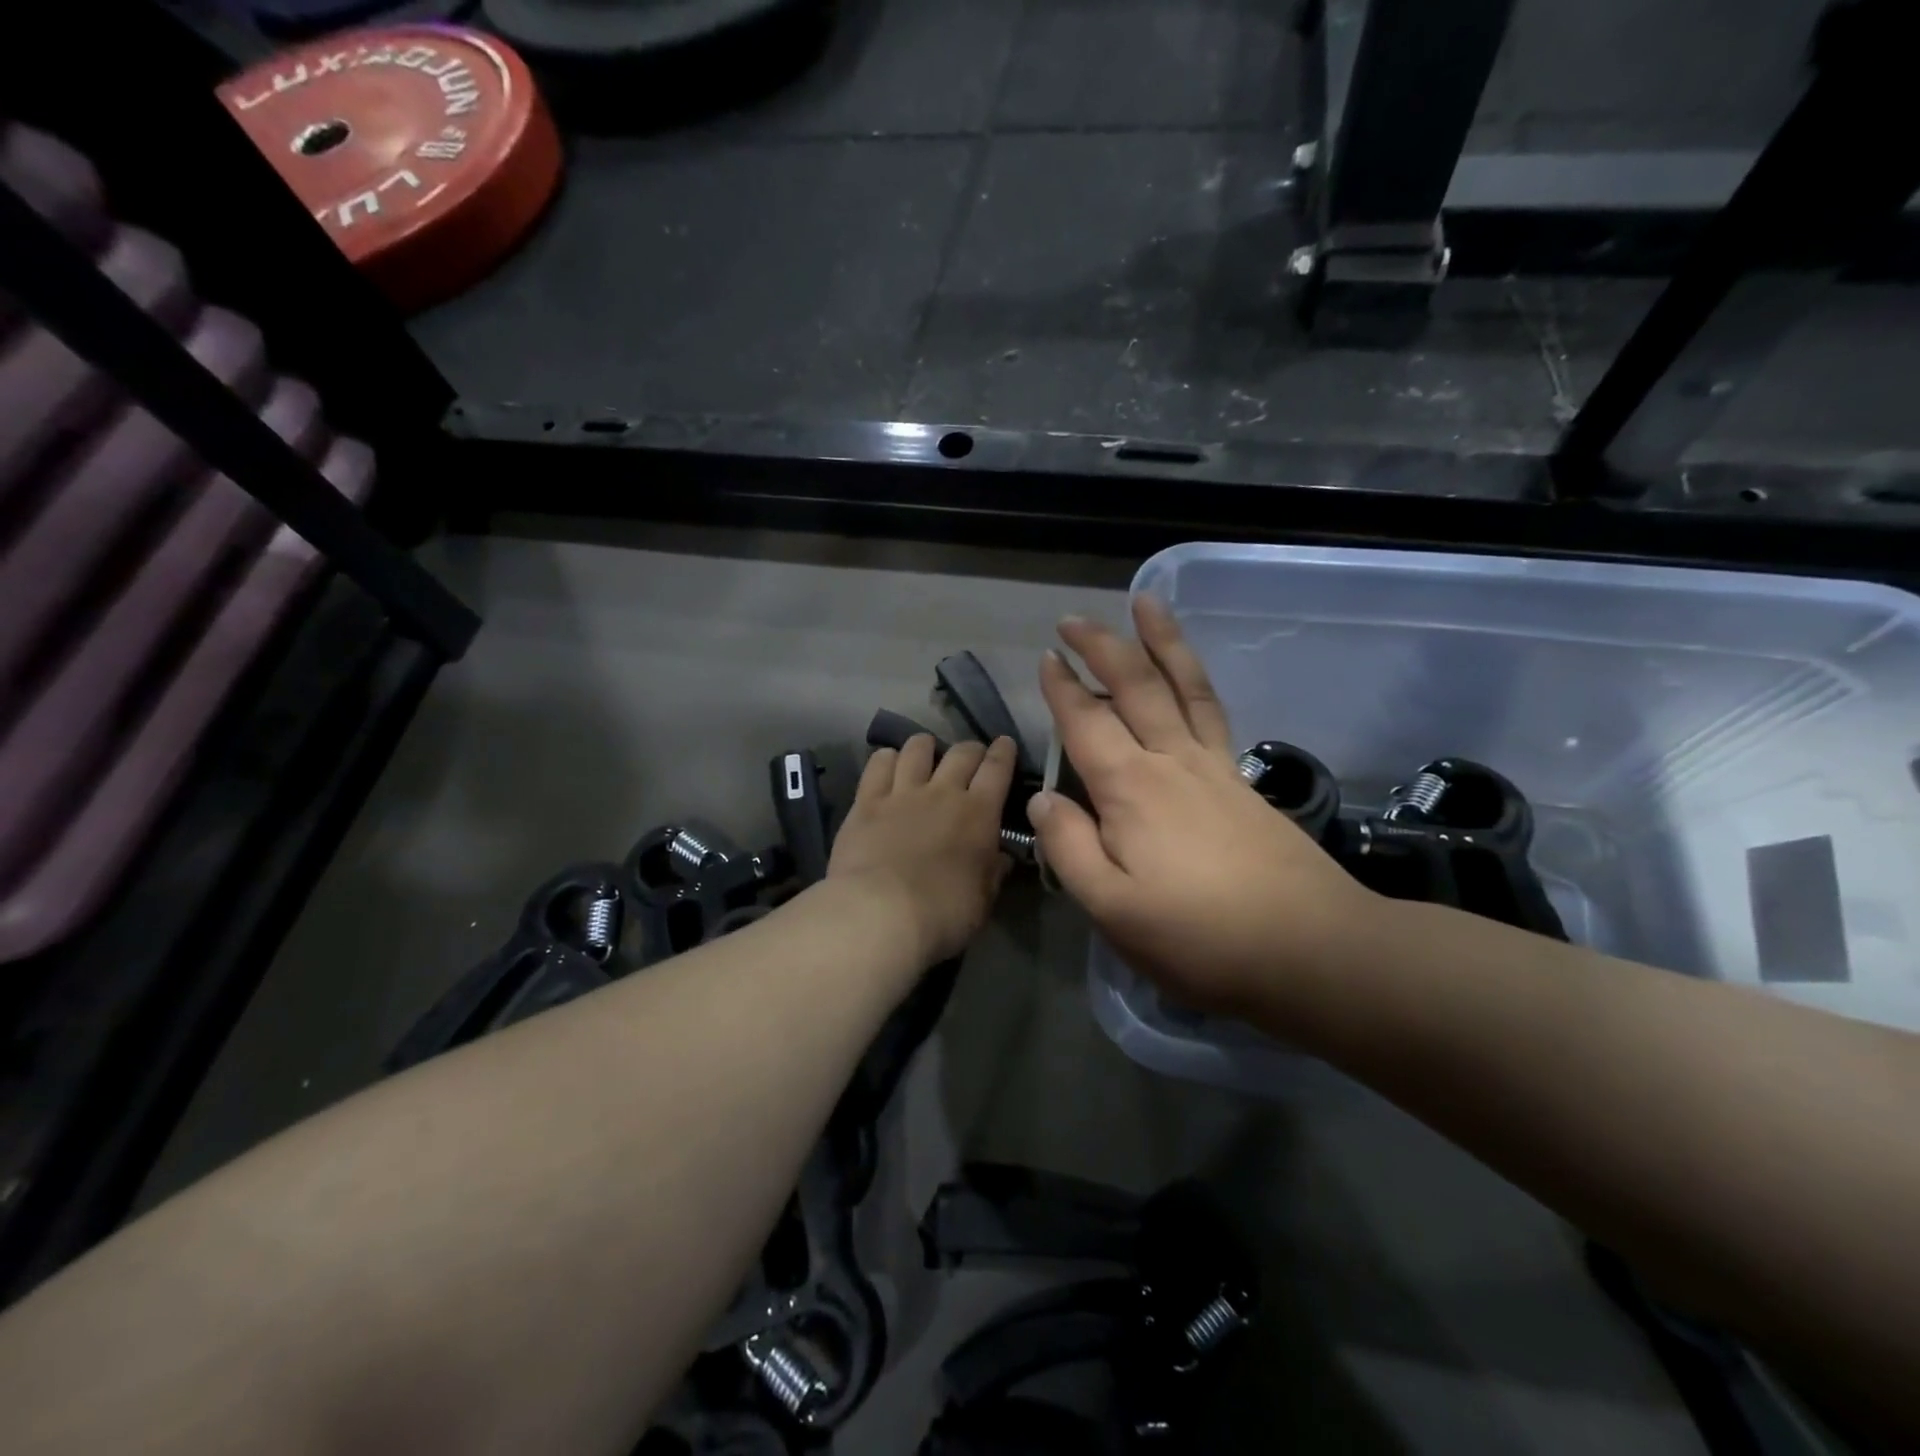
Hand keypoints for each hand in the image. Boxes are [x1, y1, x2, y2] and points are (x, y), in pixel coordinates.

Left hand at [828, 734, 1018, 966]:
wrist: (880, 913)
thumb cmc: (943, 913)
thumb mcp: (983, 899)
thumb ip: (993, 872)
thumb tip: (1001, 856)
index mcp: (979, 813)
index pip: (997, 768)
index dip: (1003, 752)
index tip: (1005, 744)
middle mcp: (943, 792)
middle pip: (961, 752)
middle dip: (970, 749)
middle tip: (971, 756)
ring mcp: (902, 793)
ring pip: (917, 749)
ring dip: (926, 746)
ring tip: (926, 751)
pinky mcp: (866, 801)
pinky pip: (877, 765)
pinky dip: (886, 758)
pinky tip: (887, 762)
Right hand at [1031, 597, 1379, 1015]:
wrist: (1310, 947)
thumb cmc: (1199, 935)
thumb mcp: (1112, 908)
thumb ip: (1069, 849)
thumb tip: (1042, 801)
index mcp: (1130, 788)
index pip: (1086, 722)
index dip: (1061, 689)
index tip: (1046, 659)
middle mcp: (1171, 761)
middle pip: (1135, 686)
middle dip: (1101, 647)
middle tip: (1074, 620)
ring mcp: (1214, 767)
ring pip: (1183, 685)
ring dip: (1161, 641)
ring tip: (1146, 603)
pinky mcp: (1242, 782)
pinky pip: (1211, 710)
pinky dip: (1194, 680)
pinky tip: (1188, 678)